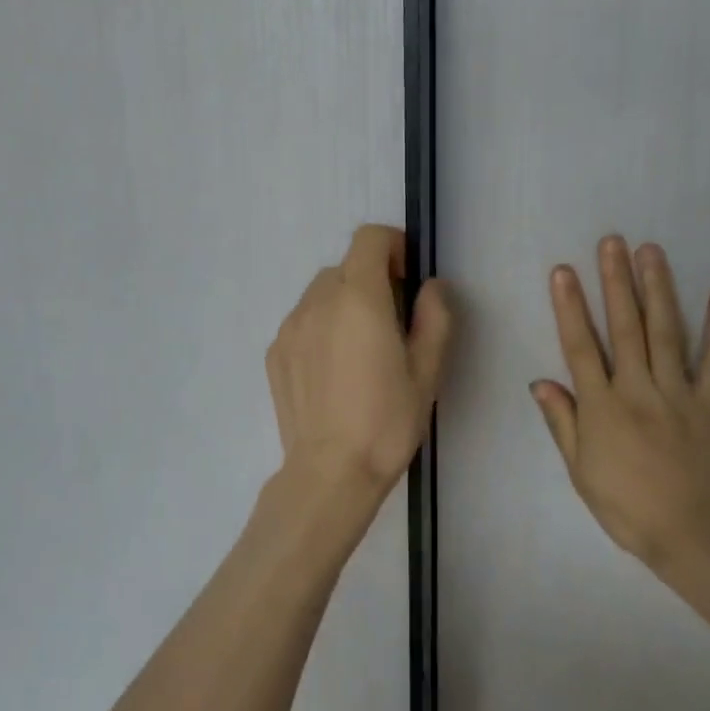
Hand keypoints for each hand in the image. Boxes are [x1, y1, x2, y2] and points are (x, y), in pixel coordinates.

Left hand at [267, 224, 453, 490]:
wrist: (330, 472)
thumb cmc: (387, 421)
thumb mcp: (427, 370)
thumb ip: (434, 316)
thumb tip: (431, 286)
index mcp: (358, 297)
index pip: (369, 238)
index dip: (393, 246)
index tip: (407, 278)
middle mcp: (317, 301)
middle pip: (346, 266)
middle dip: (372, 280)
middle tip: (392, 324)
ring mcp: (290, 326)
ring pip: (321, 293)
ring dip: (344, 303)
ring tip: (360, 351)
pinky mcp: (274, 351)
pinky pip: (303, 321)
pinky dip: (321, 327)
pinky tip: (334, 371)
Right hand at [532, 236, 709, 572]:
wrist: (698, 538)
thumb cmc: (630, 508)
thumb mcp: (581, 472)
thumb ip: (562, 423)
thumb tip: (540, 381)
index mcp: (602, 407)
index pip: (580, 346)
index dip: (569, 306)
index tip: (563, 271)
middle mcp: (638, 389)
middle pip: (625, 327)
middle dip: (616, 281)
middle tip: (612, 242)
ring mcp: (680, 393)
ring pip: (666, 332)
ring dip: (658, 289)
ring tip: (651, 251)